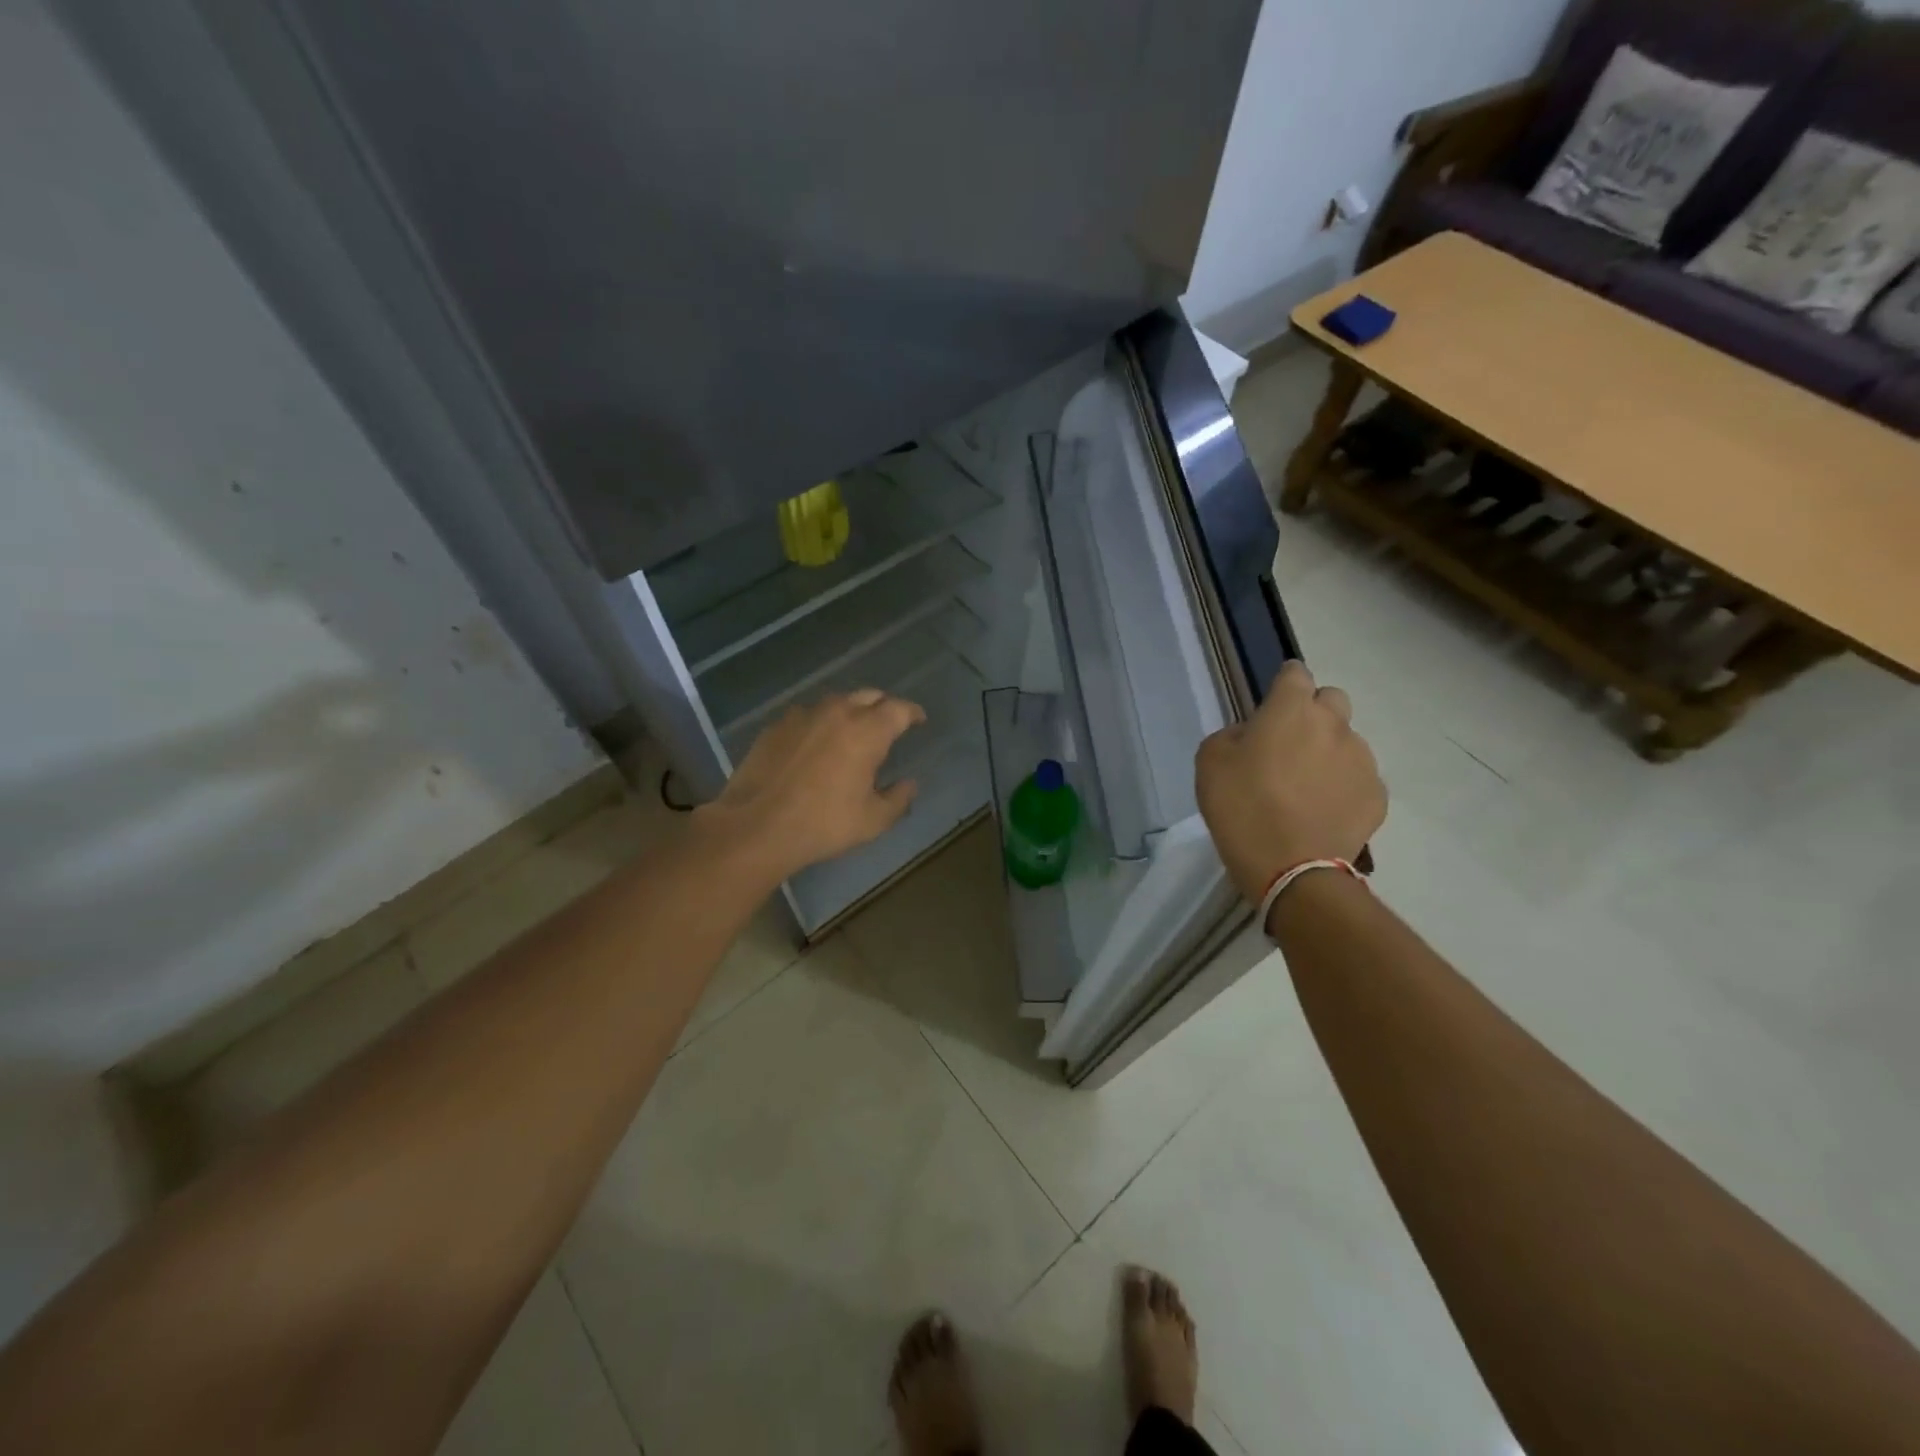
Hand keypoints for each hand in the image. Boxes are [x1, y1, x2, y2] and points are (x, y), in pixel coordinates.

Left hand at [695, 689, 926, 883]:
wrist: (757, 826)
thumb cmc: (823, 824)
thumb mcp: (873, 821)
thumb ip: (898, 799)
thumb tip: (910, 784)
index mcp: (868, 731)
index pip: (899, 709)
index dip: (912, 713)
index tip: (918, 720)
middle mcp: (837, 712)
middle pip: (868, 696)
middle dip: (883, 706)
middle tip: (888, 724)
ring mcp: (803, 715)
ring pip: (836, 702)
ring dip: (849, 712)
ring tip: (851, 731)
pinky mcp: (776, 726)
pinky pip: (807, 715)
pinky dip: (819, 723)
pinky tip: (815, 743)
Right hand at [1194, 662, 1385, 903]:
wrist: (1291, 869)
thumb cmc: (1241, 808)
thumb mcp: (1210, 762)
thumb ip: (1233, 735)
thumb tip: (1253, 736)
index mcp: (1291, 709)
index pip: (1295, 673)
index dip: (1282, 685)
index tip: (1270, 706)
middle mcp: (1334, 724)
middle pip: (1332, 699)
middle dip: (1313, 713)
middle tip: (1288, 746)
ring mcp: (1362, 760)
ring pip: (1347, 741)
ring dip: (1328, 752)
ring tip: (1305, 789)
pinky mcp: (1377, 795)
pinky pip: (1359, 779)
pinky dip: (1343, 788)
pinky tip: (1322, 813)